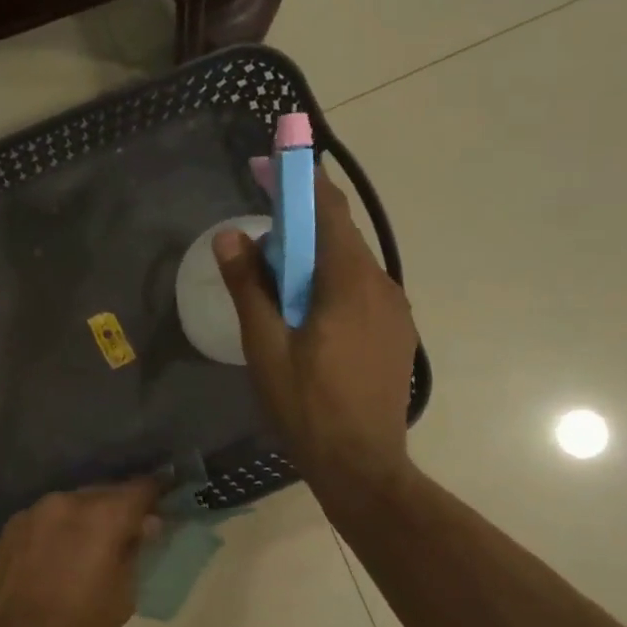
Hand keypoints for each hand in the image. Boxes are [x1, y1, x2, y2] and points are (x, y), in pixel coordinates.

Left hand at [0, 480, 161, 626]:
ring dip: (89, 516)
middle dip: (121, 506)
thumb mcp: (122, 596)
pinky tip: (62, 553)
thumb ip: (136, 551)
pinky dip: (62, 527)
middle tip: (134, 528)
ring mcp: (33, 511)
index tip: (166, 500)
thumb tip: (147, 524)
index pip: (140, 488)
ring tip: (95, 543)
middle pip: (104, 492)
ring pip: (74, 503)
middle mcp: (66, 502)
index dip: (157, 492)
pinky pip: (48, 517)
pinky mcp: (11, 527)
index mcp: (100, 517)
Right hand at [215, 173, 420, 500]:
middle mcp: (380, 285)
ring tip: (272, 283)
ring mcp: (394, 311)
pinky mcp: (394, 334)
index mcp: (349, 281)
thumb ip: (249, 287)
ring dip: (311, 259)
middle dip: (298, 223)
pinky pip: (359, 291)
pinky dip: (328, 285)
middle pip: (338, 235)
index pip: (327, 209)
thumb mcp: (266, 346)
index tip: (269, 162)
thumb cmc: (307, 405)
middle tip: (257, 237)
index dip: (298, 179)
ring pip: (348, 265)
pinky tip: (303, 314)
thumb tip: (231, 235)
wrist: (362, 464)